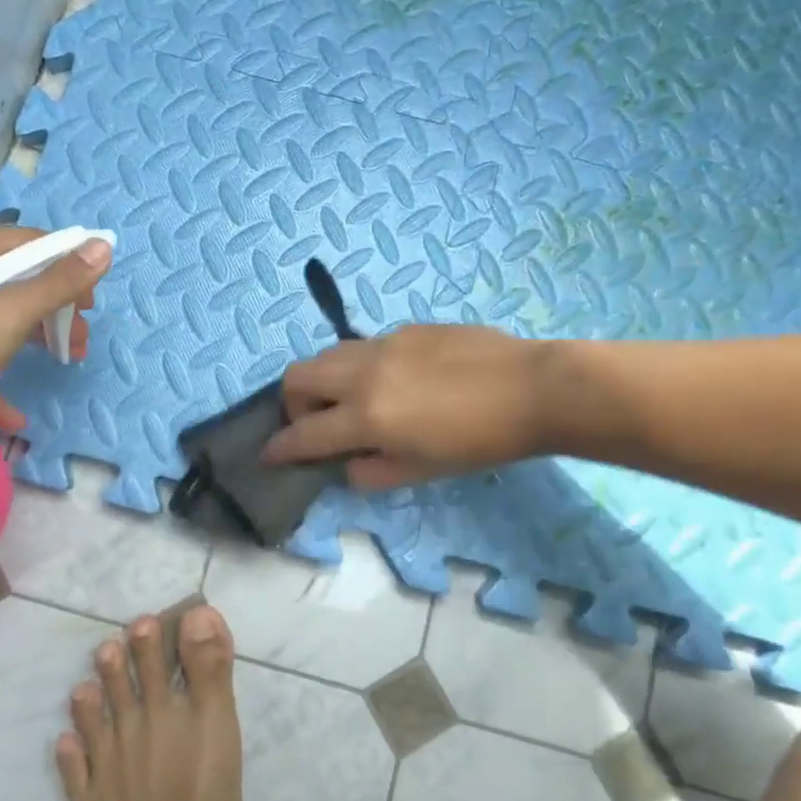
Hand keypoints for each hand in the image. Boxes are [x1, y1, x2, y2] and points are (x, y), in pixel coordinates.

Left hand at [0, 224, 110, 433]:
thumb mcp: (7, 316)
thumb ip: (58, 283)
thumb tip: (104, 244)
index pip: (34, 243)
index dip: (71, 271)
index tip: (90, 310)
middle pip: (15, 276)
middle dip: (52, 311)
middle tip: (76, 345)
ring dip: (29, 336)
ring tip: (57, 363)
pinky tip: (7, 410)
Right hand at [263, 325, 551, 490]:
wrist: (532, 389)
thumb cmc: (480, 442)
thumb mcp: (423, 471)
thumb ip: (372, 471)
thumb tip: (346, 464)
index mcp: (367, 416)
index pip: (304, 433)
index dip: (280, 447)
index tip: (268, 454)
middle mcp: (363, 373)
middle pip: (297, 376)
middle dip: (292, 403)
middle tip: (316, 423)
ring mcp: (384, 343)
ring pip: (328, 354)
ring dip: (323, 380)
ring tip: (350, 401)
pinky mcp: (406, 328)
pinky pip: (366, 346)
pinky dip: (361, 367)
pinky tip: (397, 381)